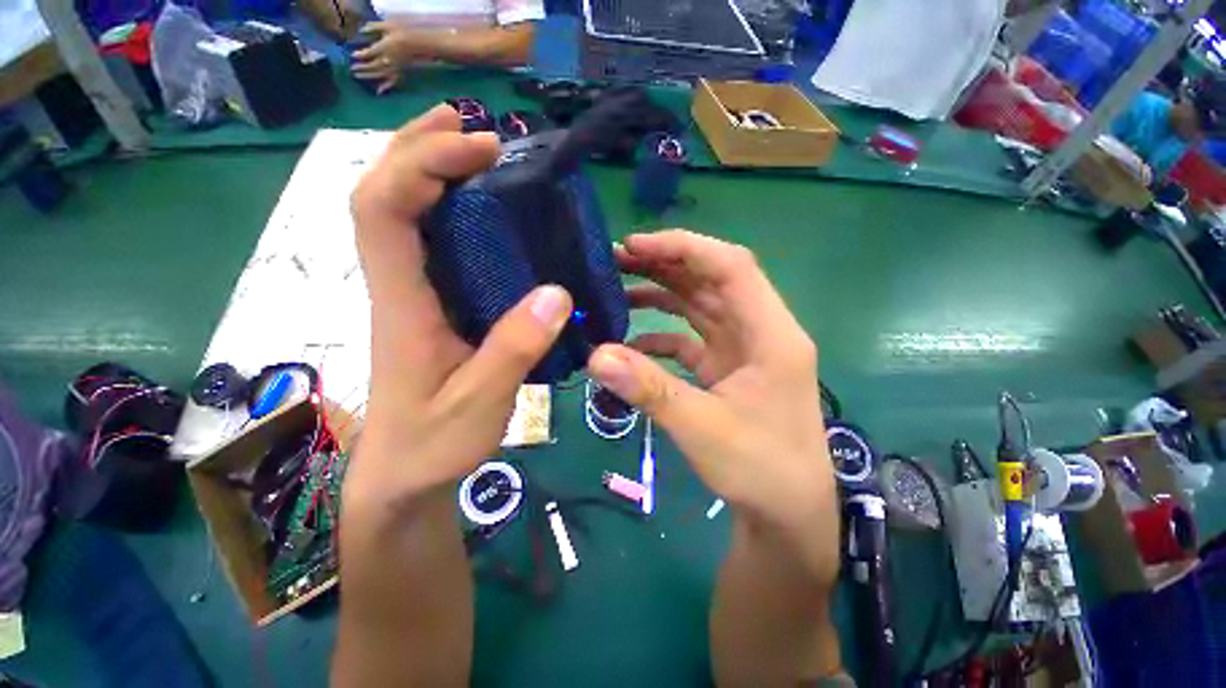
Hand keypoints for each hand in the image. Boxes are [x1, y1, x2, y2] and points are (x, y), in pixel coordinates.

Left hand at [346, 105, 572, 507]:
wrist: (399, 470)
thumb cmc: (430, 445)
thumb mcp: (479, 409)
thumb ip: (513, 351)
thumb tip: (557, 289)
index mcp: (400, 300)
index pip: (383, 209)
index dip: (424, 163)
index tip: (484, 151)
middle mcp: (390, 279)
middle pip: (375, 191)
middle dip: (414, 144)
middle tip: (464, 119)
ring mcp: (397, 283)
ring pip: (385, 202)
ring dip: (417, 157)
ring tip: (461, 132)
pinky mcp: (412, 291)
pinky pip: (408, 223)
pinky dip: (429, 188)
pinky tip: (464, 185)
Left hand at [352, 22, 434, 94]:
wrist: (426, 41)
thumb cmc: (407, 31)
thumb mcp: (391, 25)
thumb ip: (376, 26)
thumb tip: (362, 28)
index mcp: (384, 47)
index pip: (367, 53)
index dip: (359, 55)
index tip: (353, 55)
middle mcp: (387, 59)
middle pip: (371, 66)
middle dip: (361, 68)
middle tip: (353, 68)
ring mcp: (394, 66)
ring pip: (378, 73)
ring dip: (367, 76)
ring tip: (358, 76)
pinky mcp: (401, 69)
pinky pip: (393, 80)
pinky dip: (386, 86)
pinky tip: (379, 91)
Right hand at [587, 230, 838, 582]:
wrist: (789, 514)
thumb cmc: (761, 468)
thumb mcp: (703, 428)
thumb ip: (650, 388)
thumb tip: (594, 354)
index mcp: (772, 334)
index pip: (732, 266)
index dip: (683, 246)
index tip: (632, 245)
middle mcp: (764, 334)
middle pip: (716, 281)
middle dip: (668, 265)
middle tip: (613, 260)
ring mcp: (750, 356)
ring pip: (707, 309)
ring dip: (666, 296)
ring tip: (616, 288)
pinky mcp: (736, 377)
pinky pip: (700, 342)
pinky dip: (669, 337)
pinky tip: (632, 343)